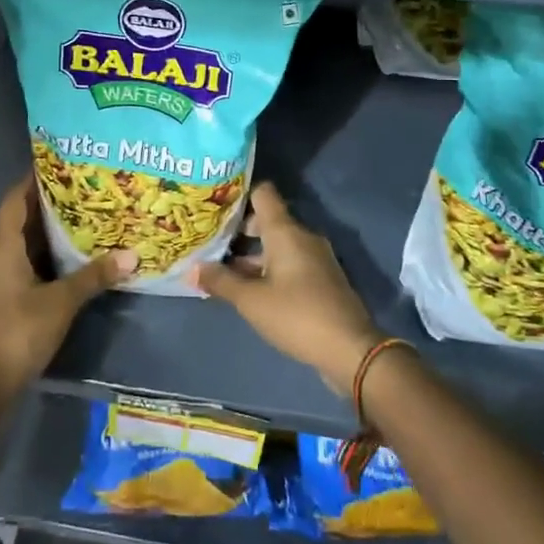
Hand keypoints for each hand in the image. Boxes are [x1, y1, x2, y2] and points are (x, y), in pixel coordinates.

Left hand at [0, 176, 135, 393]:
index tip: (59, 164)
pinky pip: (19, 263)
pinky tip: (65, 257)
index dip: (33, 180)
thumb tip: (131, 255)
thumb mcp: (61, 302)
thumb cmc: (19, 331)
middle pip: (17, 219)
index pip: (14, 200)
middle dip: (45, 203)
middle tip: (80, 189)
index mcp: (1, 246)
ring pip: (19, 243)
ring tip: (79, 217)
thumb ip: (94, 276)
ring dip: (44, 231)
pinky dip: (40, 254)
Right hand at [193, 183, 380, 395]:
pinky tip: (249, 289)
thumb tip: (193, 268)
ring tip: (222, 269)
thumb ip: (221, 282)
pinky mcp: (321, 280)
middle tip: (210, 242)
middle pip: (267, 220)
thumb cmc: (297, 315)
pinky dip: (268, 269)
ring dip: (252, 255)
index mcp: (286, 231)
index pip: (263, 193)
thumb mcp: (251, 301)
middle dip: (239, 231)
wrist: (351, 350)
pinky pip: (289, 263)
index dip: (238, 194)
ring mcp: (315, 258)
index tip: (214, 204)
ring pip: (278, 245)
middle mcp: (302, 237)